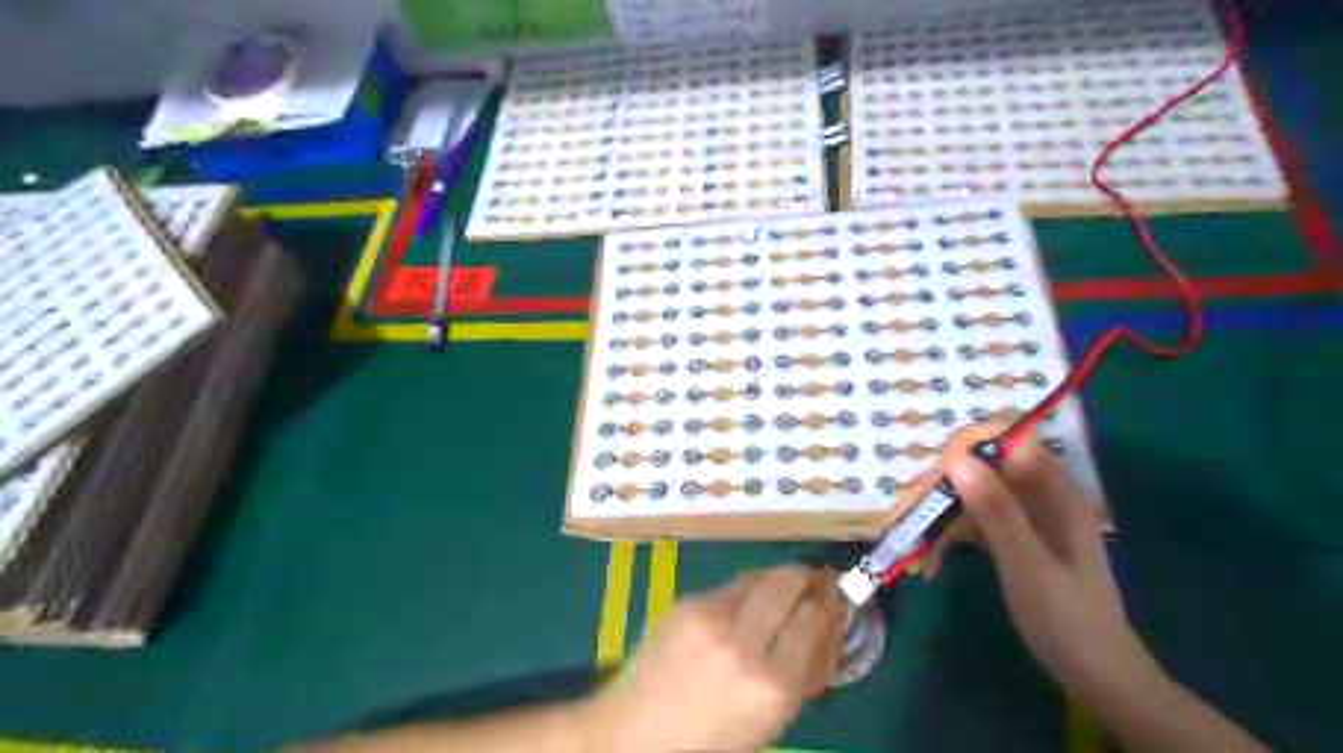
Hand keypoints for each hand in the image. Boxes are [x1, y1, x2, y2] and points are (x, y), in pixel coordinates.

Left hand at [587, 566, 835, 748]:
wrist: (633, 732)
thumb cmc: (709, 742)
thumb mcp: (771, 723)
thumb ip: (805, 675)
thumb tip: (831, 627)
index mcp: (771, 687)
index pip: (816, 620)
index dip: (831, 602)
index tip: (838, 594)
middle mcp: (743, 643)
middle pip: (789, 582)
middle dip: (808, 575)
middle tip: (818, 578)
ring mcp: (710, 617)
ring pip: (760, 575)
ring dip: (780, 577)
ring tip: (787, 586)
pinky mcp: (687, 602)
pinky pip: (731, 585)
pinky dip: (748, 589)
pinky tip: (748, 602)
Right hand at [889, 424, 1154, 705]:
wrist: (1097, 677)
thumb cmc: (1067, 620)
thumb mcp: (1027, 564)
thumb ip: (995, 510)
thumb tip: (957, 458)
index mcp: (1055, 492)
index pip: (1009, 441)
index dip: (969, 447)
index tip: (936, 476)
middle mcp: (1038, 496)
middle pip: (980, 468)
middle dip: (940, 488)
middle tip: (906, 517)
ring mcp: (1023, 518)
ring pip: (969, 495)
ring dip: (936, 516)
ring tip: (911, 549)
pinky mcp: (1011, 538)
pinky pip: (971, 522)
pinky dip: (947, 537)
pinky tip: (929, 562)